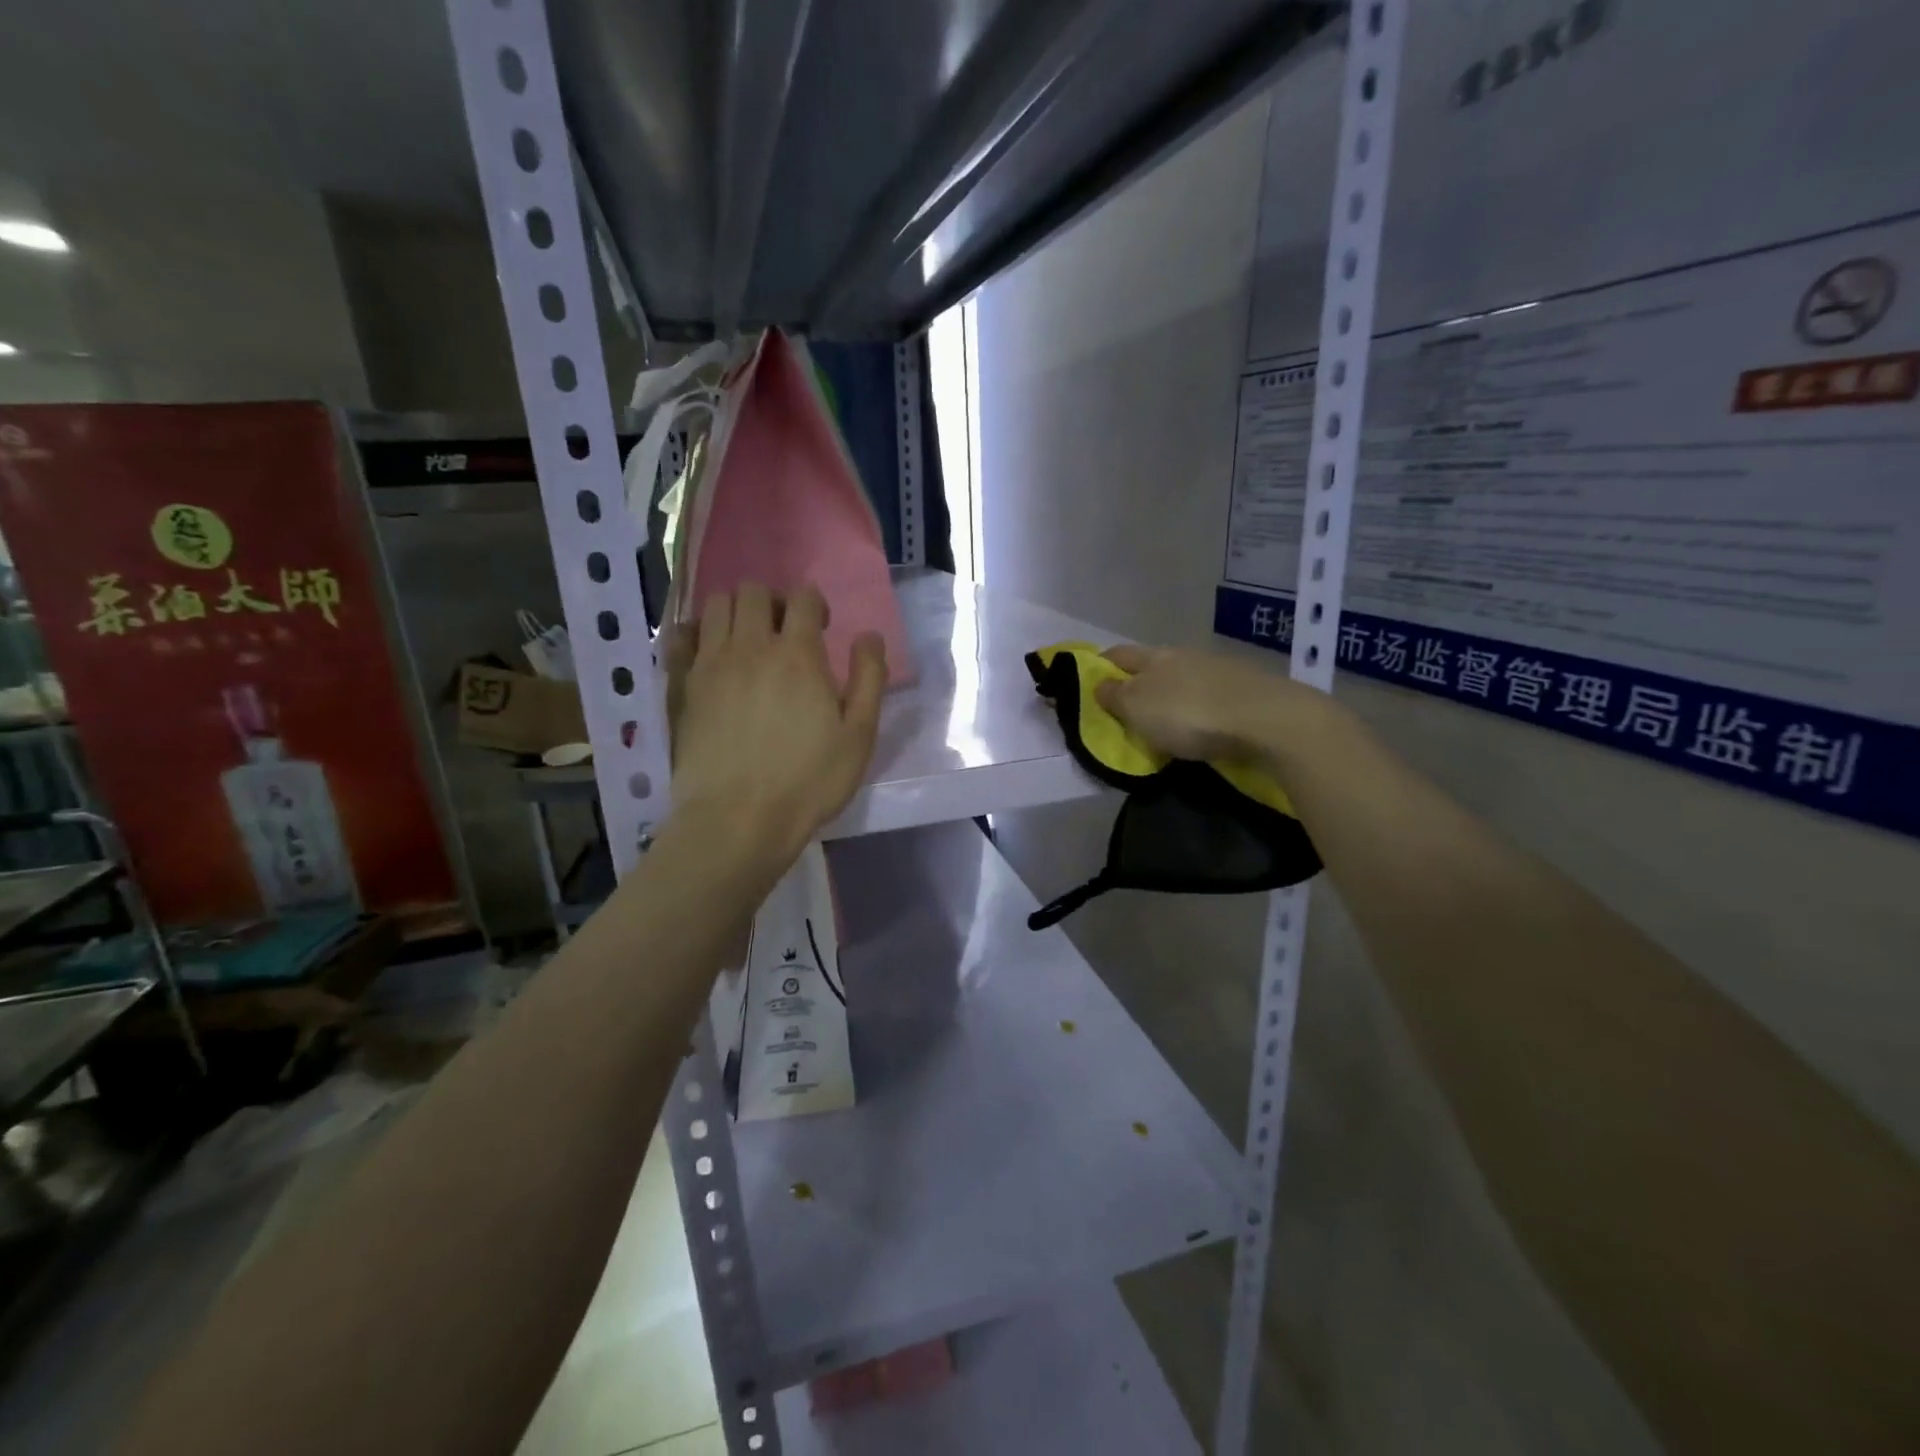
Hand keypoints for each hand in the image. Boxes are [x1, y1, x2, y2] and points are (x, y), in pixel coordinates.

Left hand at [671, 584, 885, 867]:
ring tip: (747, 641)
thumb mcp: (859, 736)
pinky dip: (695, 631)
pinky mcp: (681, 685)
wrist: (738, 819)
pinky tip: (708, 653)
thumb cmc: (808, 781)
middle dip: (774, 601)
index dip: (815, 604)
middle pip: (754, 591)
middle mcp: (750, 646)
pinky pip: (679, 635)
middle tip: (784, 634)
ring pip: (716, 605)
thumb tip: (869, 635)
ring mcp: (709, 663)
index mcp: (798, 654)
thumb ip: (869, 679)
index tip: (821, 629)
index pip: (804, 598)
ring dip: (736, 611)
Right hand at [1094, 644, 1335, 765]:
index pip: (1118, 654)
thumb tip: (1099, 684)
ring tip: (1165, 719)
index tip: (1089, 681)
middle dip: (1137, 680)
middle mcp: (1185, 655)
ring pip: (1184, 678)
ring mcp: (1219, 670)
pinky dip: (1199, 706)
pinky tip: (1202, 722)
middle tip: (1126, 707)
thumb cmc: (1190, 714)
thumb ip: (1115, 696)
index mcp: (1154, 657)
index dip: (1100, 665)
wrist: (1268, 719)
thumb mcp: (1138, 708)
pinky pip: (1210, 694)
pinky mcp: (1247, 689)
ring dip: (1171, 694)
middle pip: (1152, 664)